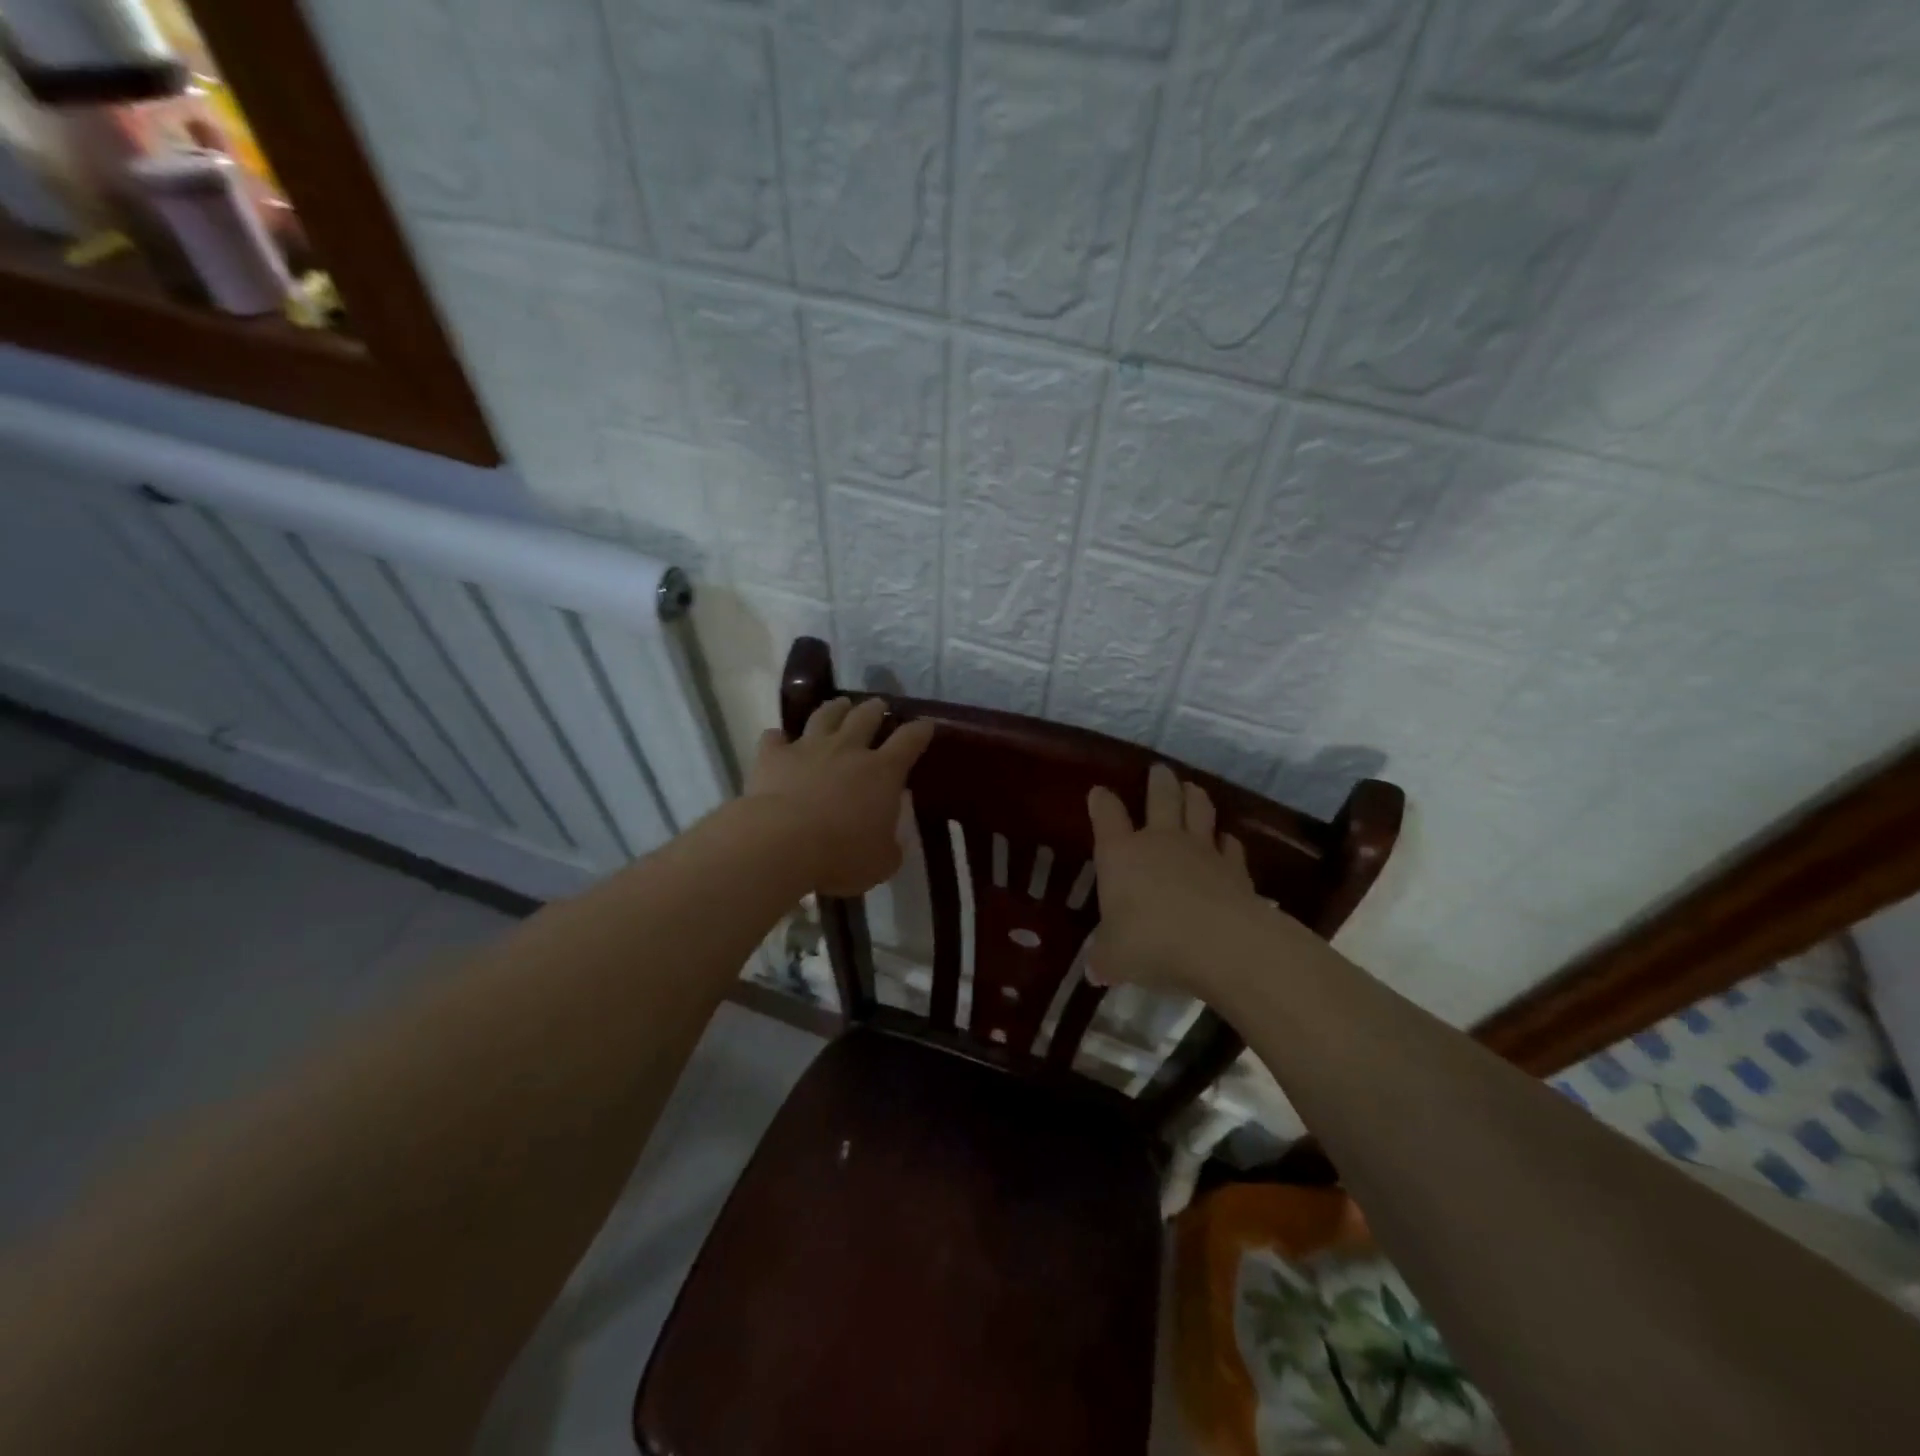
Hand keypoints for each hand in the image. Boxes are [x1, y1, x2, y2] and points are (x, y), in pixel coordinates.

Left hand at [746, 698, 934, 897]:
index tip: (926, 724)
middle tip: (879, 705)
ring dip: (835, 708)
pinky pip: (775, 738)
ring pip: (825, 715)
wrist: (781, 843)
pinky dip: (779, 738)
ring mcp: (809, 747)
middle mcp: (848, 749)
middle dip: (876, 708)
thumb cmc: (841, 855)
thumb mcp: (882, 862)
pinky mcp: (773, 756)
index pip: (910, 739)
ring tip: (840, 704)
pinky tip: (778, 739)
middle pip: (866, 716)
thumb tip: (891, 838)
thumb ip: (891, 846)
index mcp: (883, 771)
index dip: (921, 729)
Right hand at [1086, 763, 1264, 994]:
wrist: (1223, 945)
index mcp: (1122, 854)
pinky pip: (1230, 844)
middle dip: (1158, 781)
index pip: (1107, 816)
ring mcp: (1202, 850)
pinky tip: (1226, 842)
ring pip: (1199, 809)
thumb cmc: (1153, 943)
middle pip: (1161, 796)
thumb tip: (1094, 969)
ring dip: (1194, 796)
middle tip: (1159, 771)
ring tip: (1192, 788)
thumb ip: (1104, 959)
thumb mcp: (1115, 959)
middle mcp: (1161, 841)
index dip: (1102, 802)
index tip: (1100, 793)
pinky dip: (1226, 840)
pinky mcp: (1235, 868)